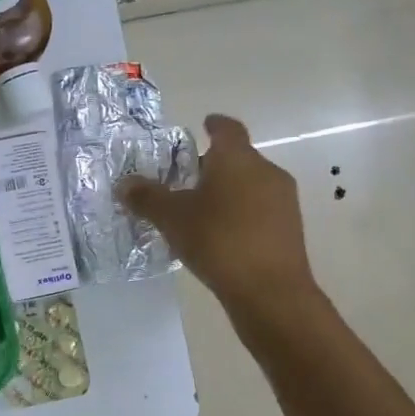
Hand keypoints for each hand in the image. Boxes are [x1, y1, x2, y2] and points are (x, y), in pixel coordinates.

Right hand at [118, 114, 316, 312]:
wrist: (270, 291)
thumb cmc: (218, 240)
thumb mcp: (172, 218)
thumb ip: (147, 197)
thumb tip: (124, 184)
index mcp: (237, 158)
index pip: (227, 129)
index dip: (214, 125)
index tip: (204, 125)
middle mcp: (265, 171)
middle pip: (237, 158)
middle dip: (212, 165)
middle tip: (185, 179)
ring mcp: (283, 200)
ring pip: (250, 185)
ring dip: (227, 191)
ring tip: (200, 211)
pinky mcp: (289, 228)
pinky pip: (260, 210)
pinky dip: (240, 214)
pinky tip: (221, 236)